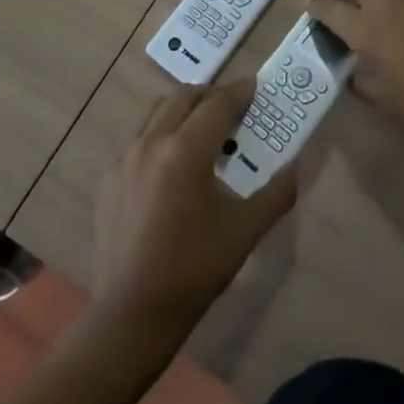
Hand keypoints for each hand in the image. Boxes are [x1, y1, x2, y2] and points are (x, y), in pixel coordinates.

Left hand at [94, 80, 297, 335]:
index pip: (218, 103)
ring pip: (158, 114)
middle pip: (184, 97)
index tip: (257, 87)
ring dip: (184, 111)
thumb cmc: (194, 270)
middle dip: (212, 96)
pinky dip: (161, 137)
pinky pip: (140, 140)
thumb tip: (295, 166)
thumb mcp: (246, 231)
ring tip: (204, 133)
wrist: (131, 316)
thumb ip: (277, 192)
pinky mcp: (108, 179)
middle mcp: (151, 143)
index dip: (240, 92)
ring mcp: (124, 159)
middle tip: (234, 110)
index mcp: (185, 151)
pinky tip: (174, 168)